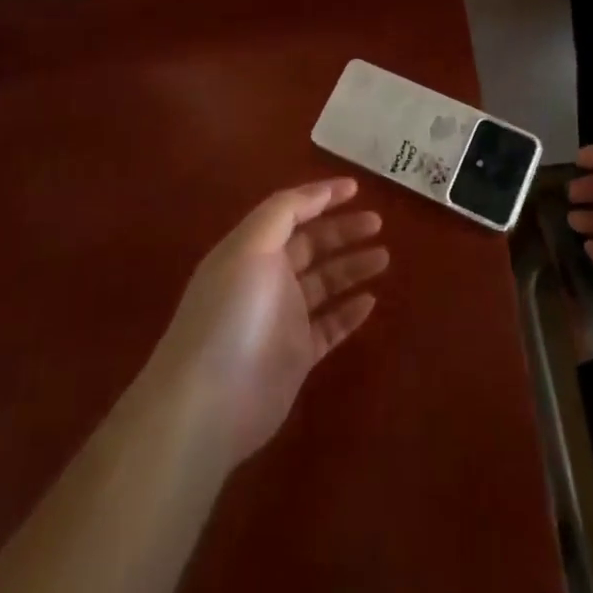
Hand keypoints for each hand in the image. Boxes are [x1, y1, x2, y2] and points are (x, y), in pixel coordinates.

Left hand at [146, 179, 387, 470]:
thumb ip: (283, 213)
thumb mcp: (251, 247)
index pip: (290, 212)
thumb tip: (317, 192)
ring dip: (353, 267)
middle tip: (377, 222)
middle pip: (311, 245)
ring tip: (384, 257)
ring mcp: (282, 319)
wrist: (208, 404)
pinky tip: (371, 301)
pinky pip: (330, 326)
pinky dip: (350, 312)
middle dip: (343, 230)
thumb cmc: (230, 314)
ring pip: (325, 283)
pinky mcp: (295, 356)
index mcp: (252, 248)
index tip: (355, 188)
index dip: (321, 197)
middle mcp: (267, 278)